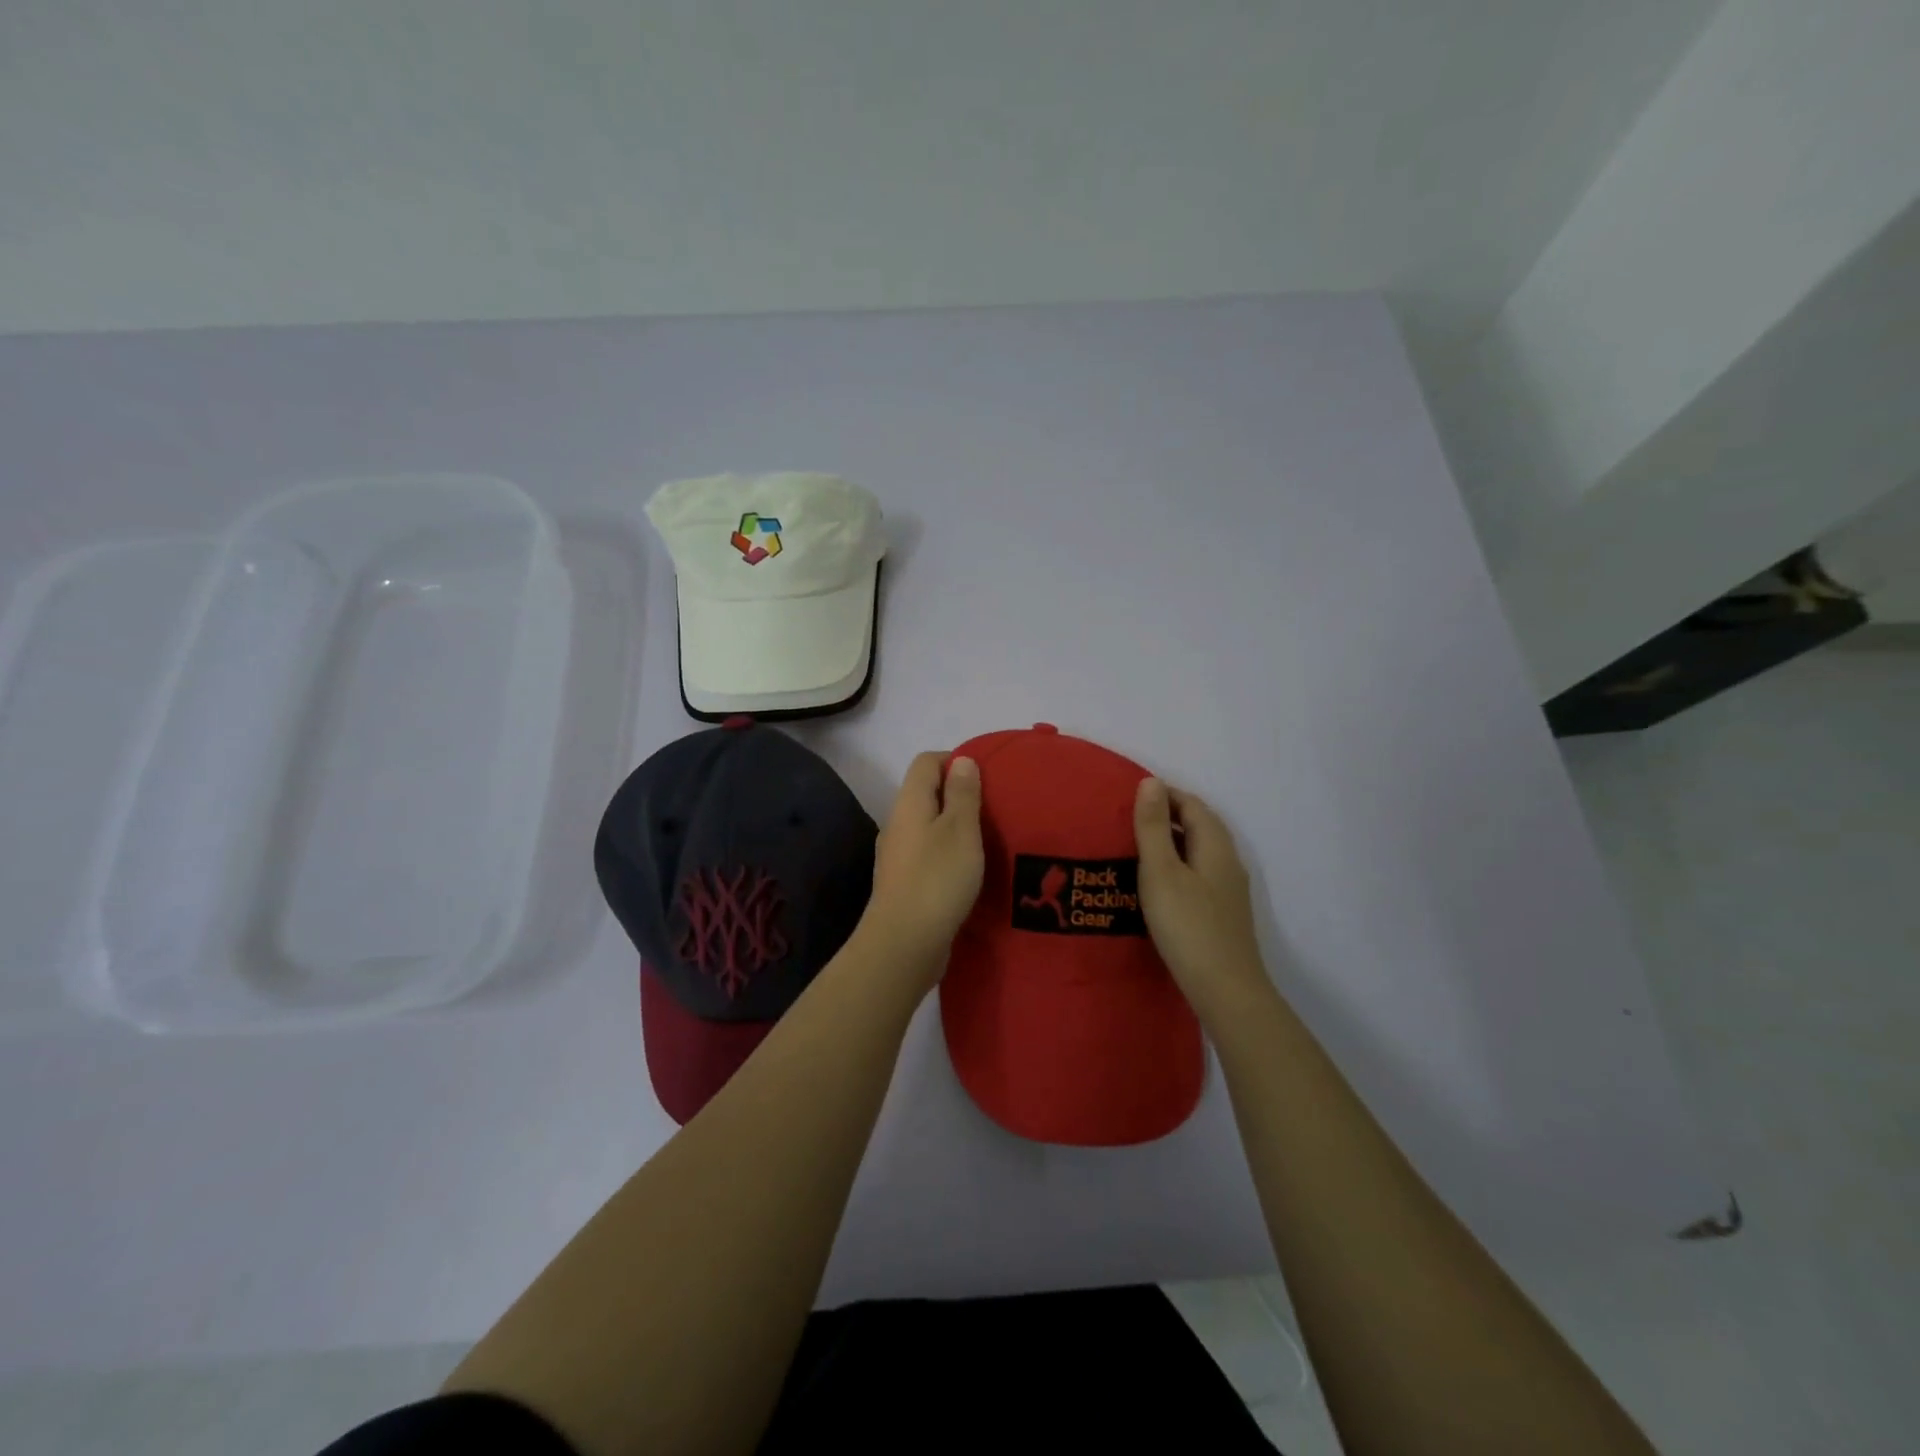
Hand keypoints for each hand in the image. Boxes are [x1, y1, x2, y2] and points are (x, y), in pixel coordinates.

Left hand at [858, 752, 984, 978]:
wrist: (904, 944)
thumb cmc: (937, 879)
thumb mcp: (960, 829)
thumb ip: (962, 794)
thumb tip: (961, 760)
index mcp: (909, 803)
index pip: (926, 762)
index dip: (955, 760)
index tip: (986, 777)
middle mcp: (898, 824)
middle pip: (926, 794)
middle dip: (958, 795)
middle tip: (993, 808)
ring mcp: (898, 856)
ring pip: (928, 826)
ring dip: (954, 827)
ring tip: (987, 839)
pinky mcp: (904, 884)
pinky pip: (928, 855)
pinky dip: (948, 854)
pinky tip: (969, 871)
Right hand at [1134, 778, 1269, 1016]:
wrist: (1225, 990)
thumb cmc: (1188, 926)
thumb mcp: (1161, 872)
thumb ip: (1154, 827)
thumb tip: (1151, 782)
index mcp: (1215, 846)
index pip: (1192, 805)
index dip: (1163, 795)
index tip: (1128, 798)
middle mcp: (1227, 862)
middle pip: (1198, 826)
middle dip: (1166, 816)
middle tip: (1126, 821)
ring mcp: (1228, 890)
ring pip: (1197, 852)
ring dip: (1169, 843)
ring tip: (1133, 849)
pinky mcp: (1222, 913)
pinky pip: (1197, 875)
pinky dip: (1175, 867)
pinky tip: (1154, 885)